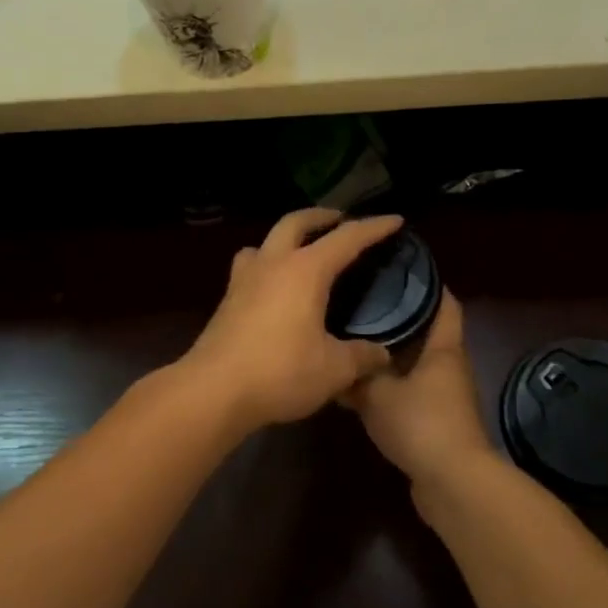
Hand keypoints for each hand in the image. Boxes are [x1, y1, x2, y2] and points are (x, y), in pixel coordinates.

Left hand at [179, 208, 404, 435]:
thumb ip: (361, 357)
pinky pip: (250, 265)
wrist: (212, 391)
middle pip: (296, 222)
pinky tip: (273, 286)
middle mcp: (274, 263)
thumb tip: (382, 355)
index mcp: (306, 270)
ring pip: (266, 240)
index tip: (395, 221)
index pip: (347, 238)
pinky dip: (267, 262)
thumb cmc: (280, 372)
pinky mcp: (227, 299)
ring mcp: (245, 279)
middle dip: (322, 216)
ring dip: (288, 236)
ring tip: (301, 249)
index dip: (374, 228)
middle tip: (341, 220)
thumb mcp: (333, 370)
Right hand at [343, 292, 494, 489]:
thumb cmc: (421, 423)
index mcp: (444, 348)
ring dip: (394, 354)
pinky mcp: (438, 421)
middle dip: (402, 316)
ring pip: (418, 363)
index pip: (445, 303)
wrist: (452, 483)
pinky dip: (393, 385)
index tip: (402, 267)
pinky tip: (365, 386)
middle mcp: (450, 366)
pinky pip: (414, 391)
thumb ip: (356, 376)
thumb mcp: (377, 395)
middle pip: (429, 331)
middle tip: (366, 301)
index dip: (429, 283)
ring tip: (358, 339)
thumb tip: (336, 362)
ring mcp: (446, 395)